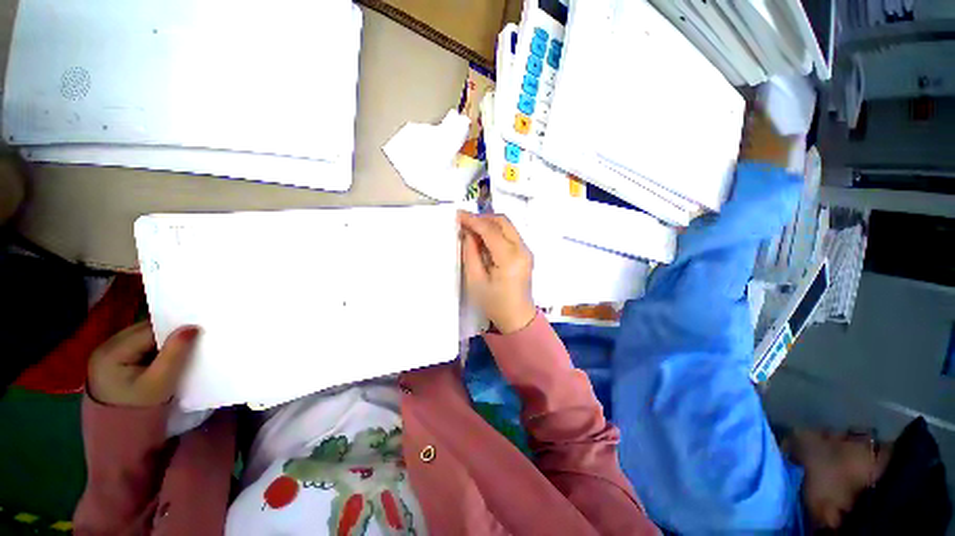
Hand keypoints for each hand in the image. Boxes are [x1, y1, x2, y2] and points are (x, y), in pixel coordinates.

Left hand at [88, 322, 198, 406]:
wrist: (120, 437)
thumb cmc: (140, 411)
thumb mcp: (160, 383)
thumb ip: (174, 353)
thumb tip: (192, 327)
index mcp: (111, 352)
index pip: (148, 331)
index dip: (173, 330)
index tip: (197, 333)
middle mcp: (104, 348)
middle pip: (143, 331)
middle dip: (167, 334)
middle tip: (192, 340)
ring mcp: (106, 355)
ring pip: (141, 337)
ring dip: (161, 341)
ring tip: (180, 349)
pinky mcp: (111, 362)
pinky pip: (137, 346)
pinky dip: (153, 349)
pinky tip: (164, 357)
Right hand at [459, 211, 535, 333]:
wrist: (517, 317)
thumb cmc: (494, 303)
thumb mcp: (476, 280)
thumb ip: (470, 252)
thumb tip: (467, 232)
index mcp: (510, 259)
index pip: (491, 230)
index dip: (473, 220)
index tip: (458, 215)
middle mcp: (522, 250)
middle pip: (502, 222)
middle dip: (482, 218)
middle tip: (464, 222)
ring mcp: (526, 250)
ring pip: (507, 226)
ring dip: (489, 224)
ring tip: (471, 230)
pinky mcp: (525, 253)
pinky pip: (509, 234)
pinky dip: (495, 232)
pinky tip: (483, 239)